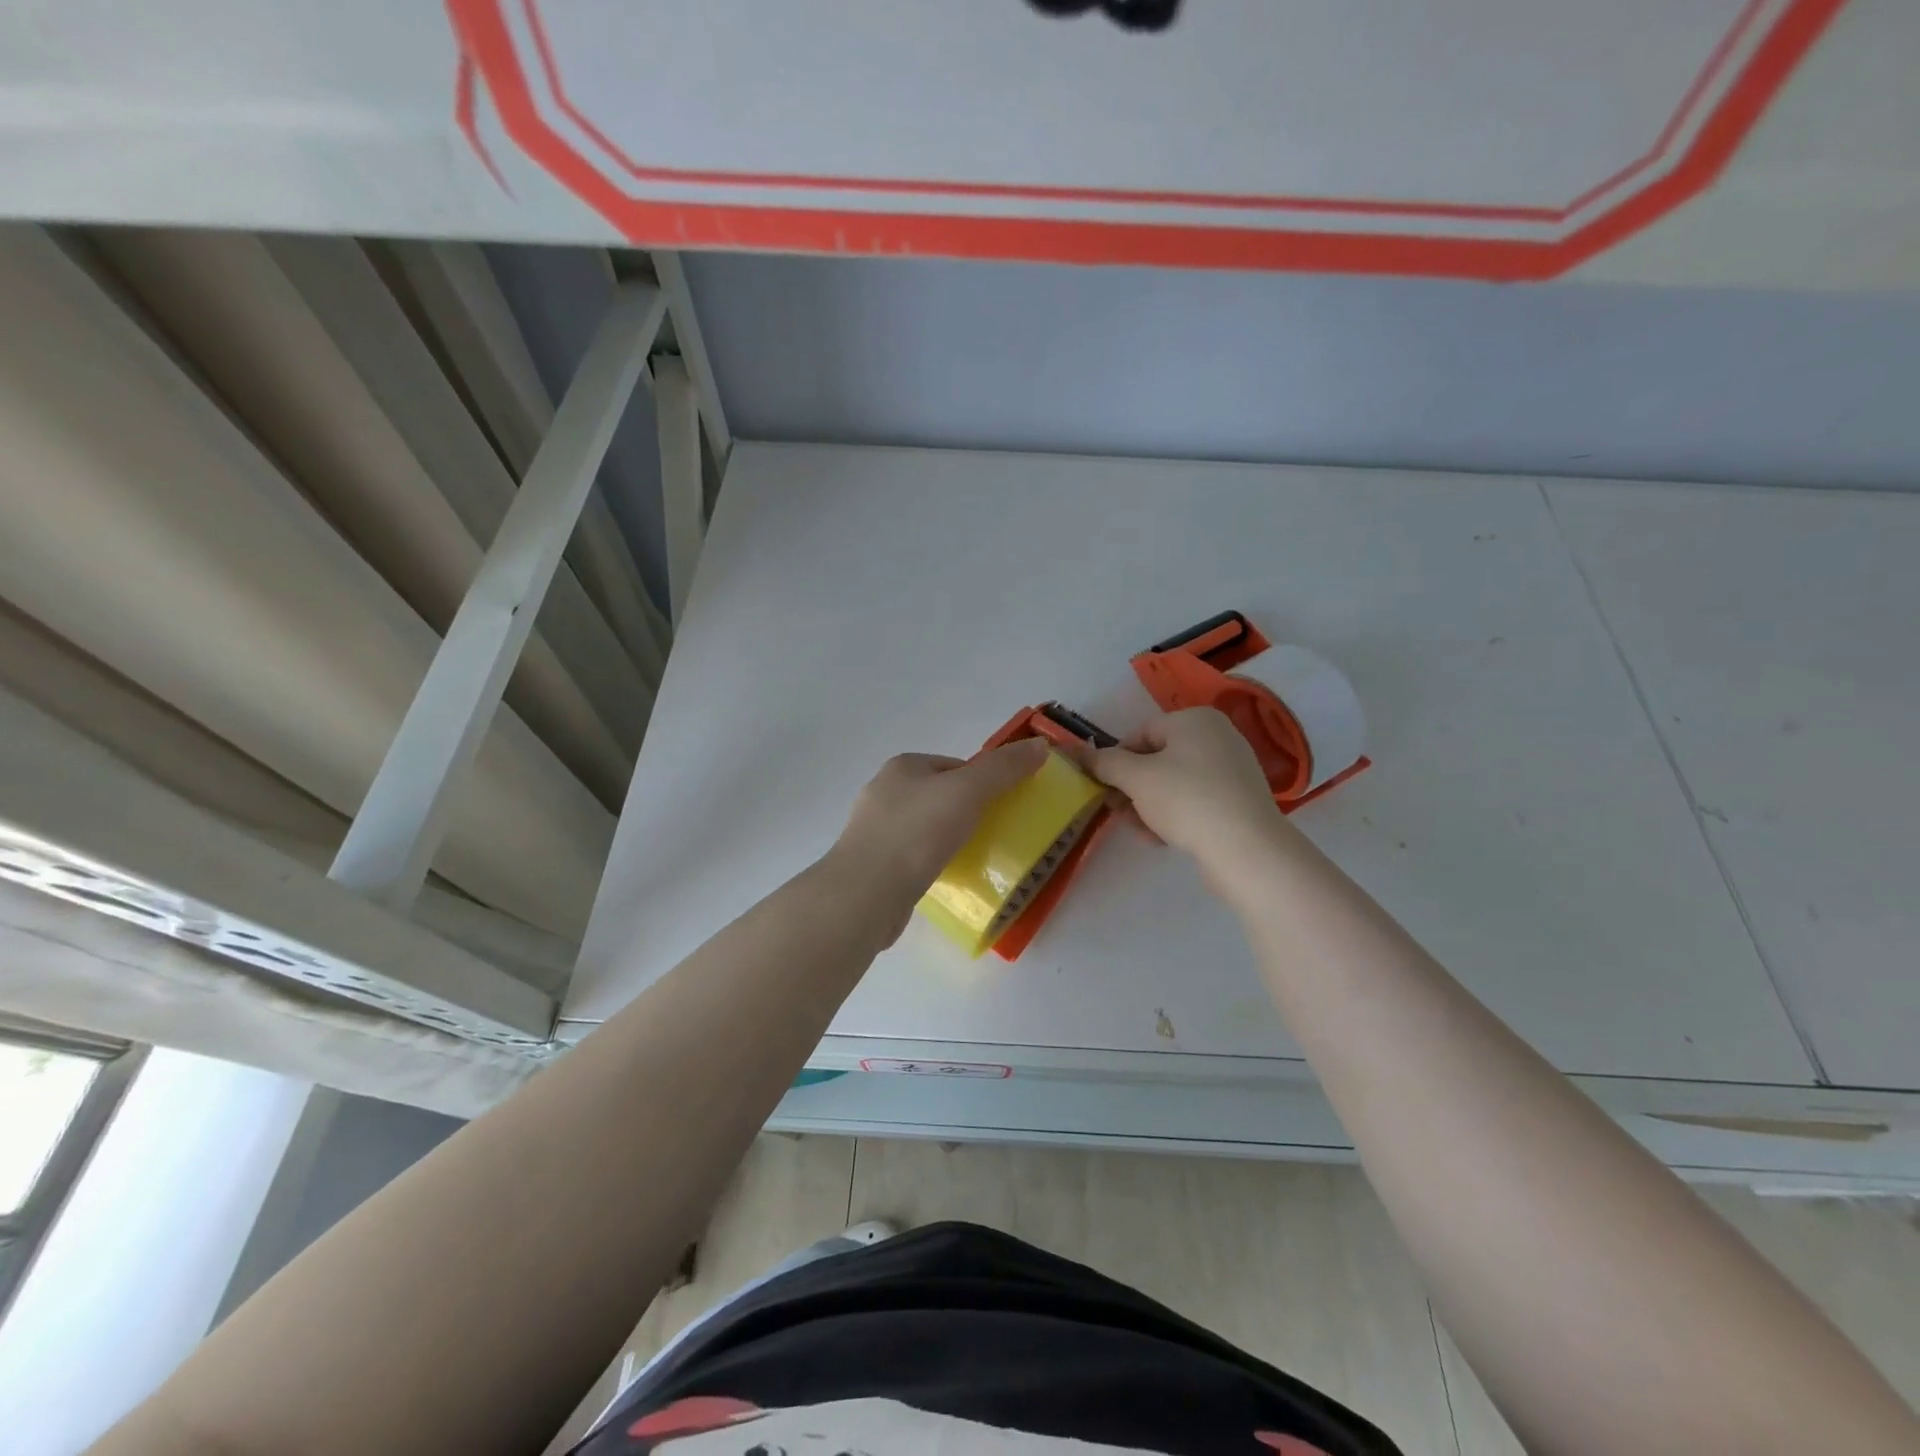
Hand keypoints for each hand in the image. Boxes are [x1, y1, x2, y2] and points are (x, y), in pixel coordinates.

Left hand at [832, 739, 1050, 907]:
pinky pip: (912, 856)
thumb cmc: (917, 832)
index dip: (983, 782)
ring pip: (925, 827)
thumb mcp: (969, 791)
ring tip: (971, 858)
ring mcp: (873, 830)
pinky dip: (930, 862)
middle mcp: (883, 791)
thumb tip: (1040, 745)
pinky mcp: (873, 865)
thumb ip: (1004, 768)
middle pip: (939, 795)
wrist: (867, 893)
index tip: (1003, 807)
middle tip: (993, 833)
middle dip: (966, 811)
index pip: (954, 765)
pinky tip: (943, 876)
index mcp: (902, 766)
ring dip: (947, 839)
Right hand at [1085, 708, 1287, 861]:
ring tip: (1143, 831)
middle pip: (1156, 760)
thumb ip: (1104, 763)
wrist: (1247, 849)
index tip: (1105, 790)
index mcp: (1194, 720)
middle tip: (1119, 813)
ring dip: (1149, 806)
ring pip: (1173, 783)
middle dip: (1132, 788)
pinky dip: (1175, 815)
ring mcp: (1232, 769)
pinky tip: (1163, 839)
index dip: (1116, 762)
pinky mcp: (1239, 800)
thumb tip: (1078, 752)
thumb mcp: (1136, 778)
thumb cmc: (1187, 800)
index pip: (1139, 734)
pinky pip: (1195, 800)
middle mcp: (1217, 736)